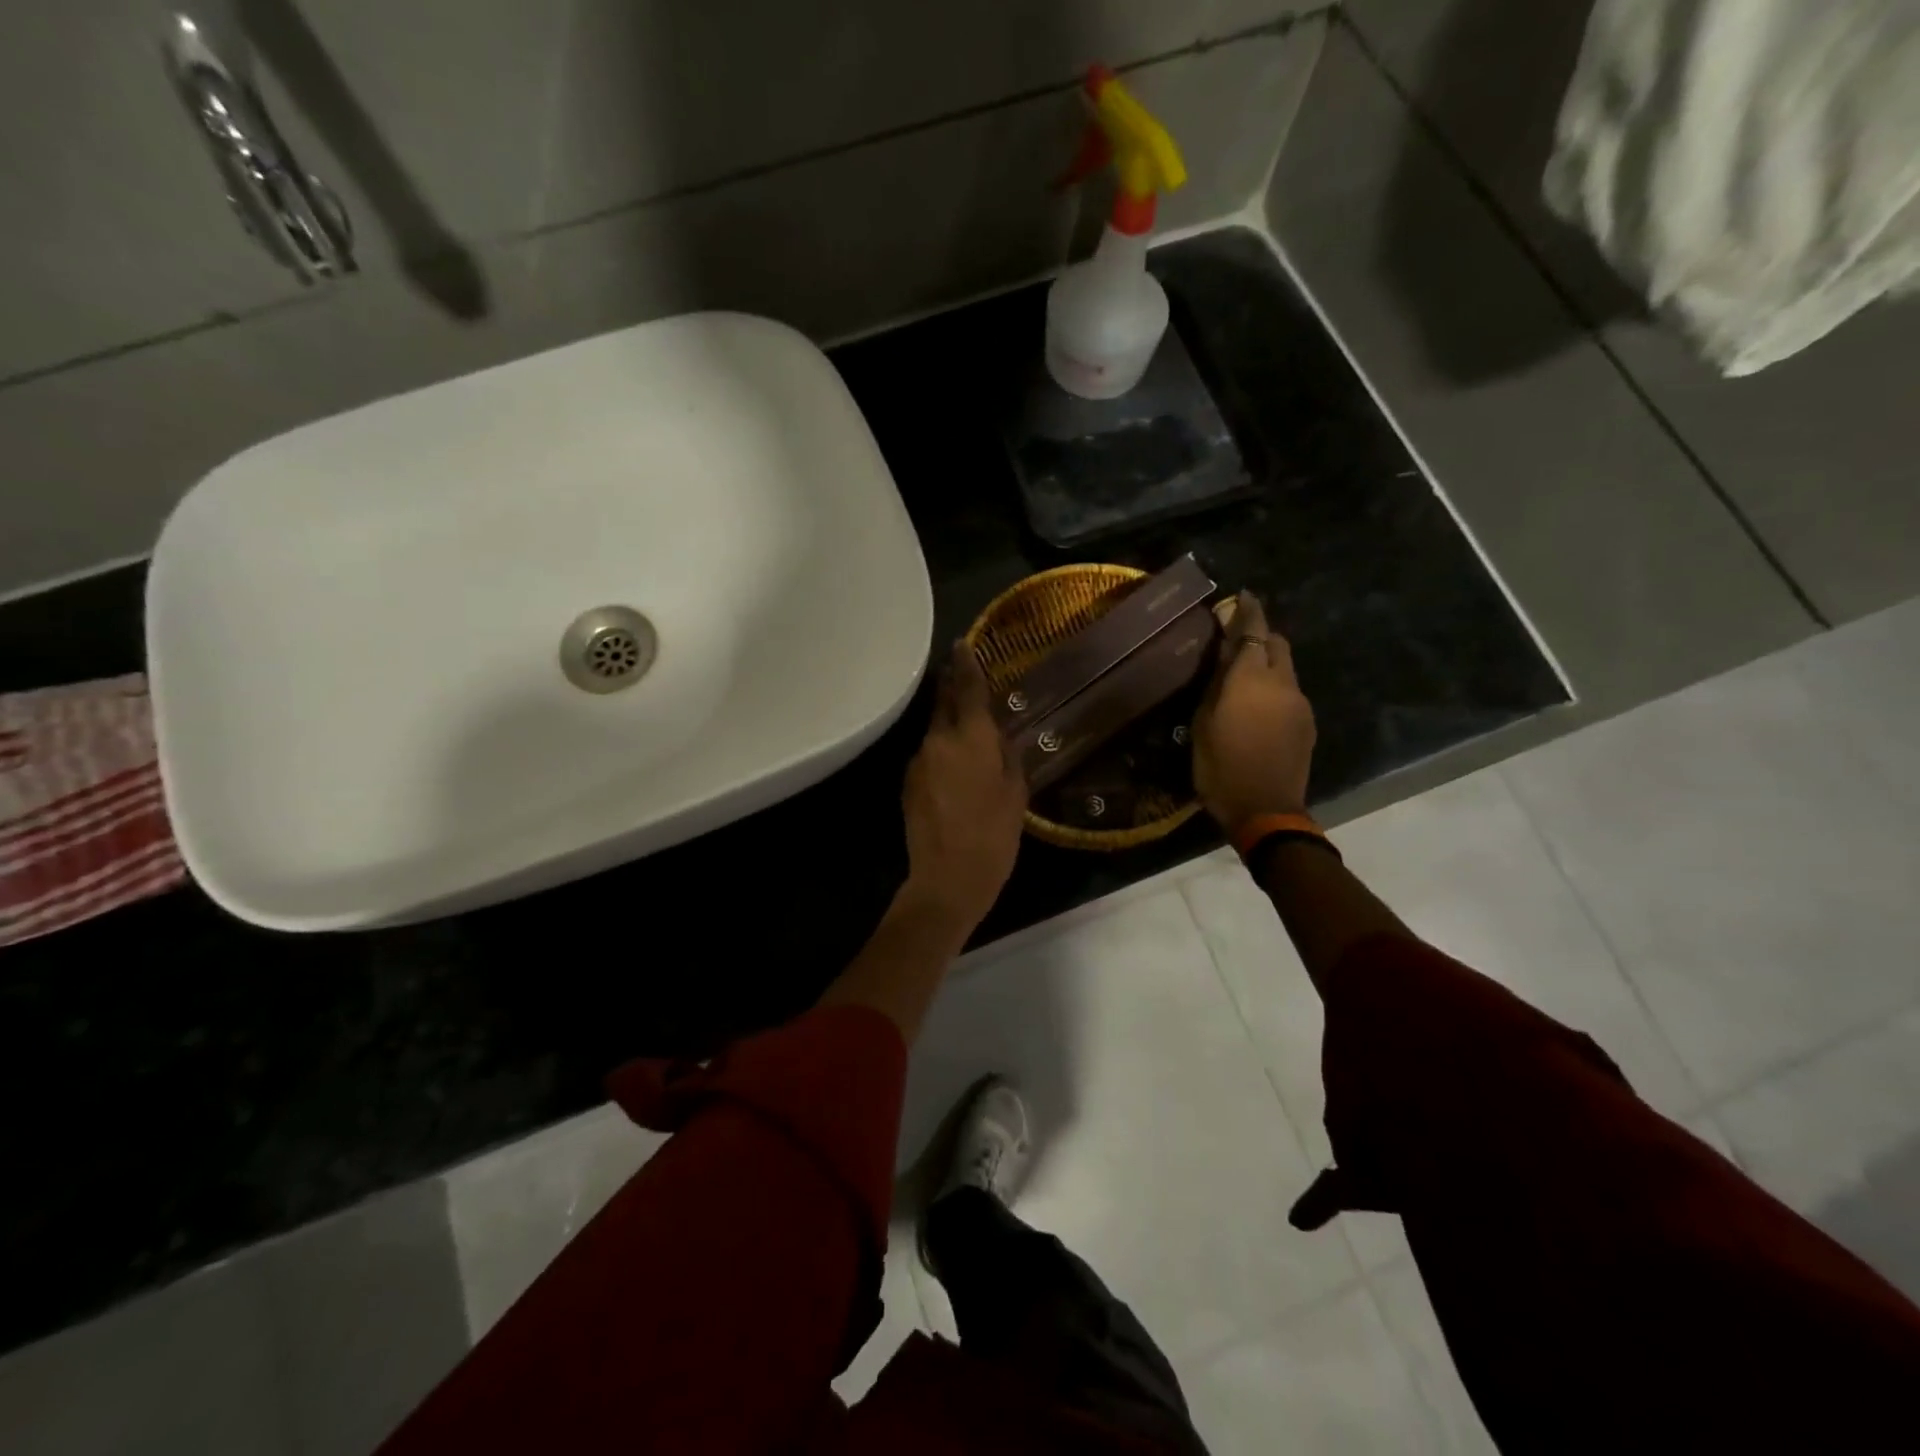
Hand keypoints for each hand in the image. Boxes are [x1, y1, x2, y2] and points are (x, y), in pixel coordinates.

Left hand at [900, 642, 1028, 931]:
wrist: (946, 879)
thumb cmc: (993, 836)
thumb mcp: (1016, 795)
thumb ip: (1009, 758)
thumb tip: (1002, 738)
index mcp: (970, 739)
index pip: (968, 689)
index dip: (966, 663)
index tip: (962, 643)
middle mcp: (938, 741)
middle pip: (944, 703)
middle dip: (952, 686)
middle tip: (961, 673)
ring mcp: (918, 762)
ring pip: (935, 732)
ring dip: (949, 726)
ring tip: (968, 734)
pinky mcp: (907, 783)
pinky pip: (928, 756)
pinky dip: (941, 754)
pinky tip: (954, 771)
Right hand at [1192, 591, 1316, 835]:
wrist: (1265, 810)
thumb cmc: (1220, 767)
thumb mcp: (1203, 723)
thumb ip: (1216, 683)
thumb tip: (1224, 653)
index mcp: (1251, 679)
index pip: (1253, 631)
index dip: (1248, 610)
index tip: (1243, 595)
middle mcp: (1282, 683)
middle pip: (1276, 643)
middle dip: (1260, 635)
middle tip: (1237, 640)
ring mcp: (1300, 703)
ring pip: (1285, 668)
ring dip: (1267, 664)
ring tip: (1244, 678)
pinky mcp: (1307, 723)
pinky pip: (1290, 692)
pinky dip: (1275, 688)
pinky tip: (1258, 707)